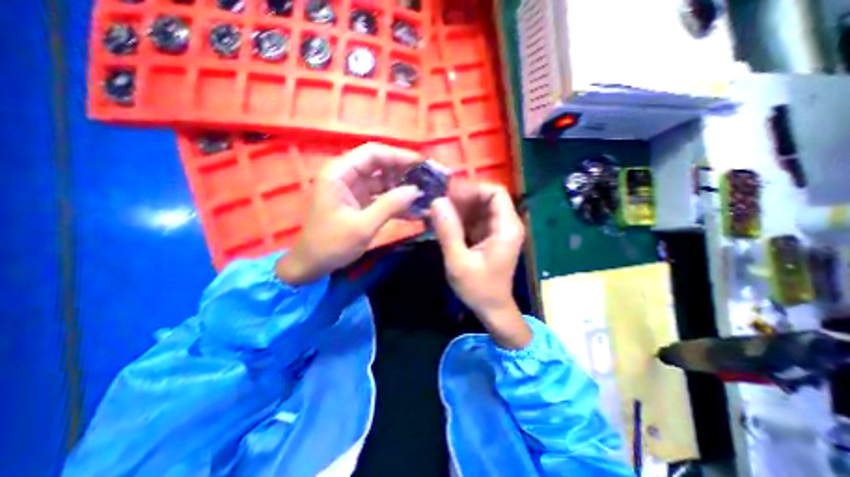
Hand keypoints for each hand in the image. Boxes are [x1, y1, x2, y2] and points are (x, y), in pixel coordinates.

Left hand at [278, 141, 422, 283]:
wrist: (313, 265)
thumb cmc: (331, 244)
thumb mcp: (362, 226)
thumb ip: (390, 206)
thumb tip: (416, 190)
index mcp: (339, 173)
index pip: (373, 153)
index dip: (399, 156)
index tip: (422, 164)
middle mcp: (346, 176)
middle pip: (380, 165)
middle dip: (404, 172)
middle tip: (427, 180)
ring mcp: (353, 190)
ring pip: (383, 181)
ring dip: (403, 188)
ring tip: (425, 195)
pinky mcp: (360, 203)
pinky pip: (381, 197)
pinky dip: (396, 203)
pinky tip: (415, 210)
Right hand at [432, 181, 528, 347]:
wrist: (491, 309)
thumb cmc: (478, 289)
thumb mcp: (459, 262)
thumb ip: (448, 231)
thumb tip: (437, 201)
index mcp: (506, 227)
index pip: (495, 192)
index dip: (472, 189)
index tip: (448, 197)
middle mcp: (505, 224)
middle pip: (485, 198)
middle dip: (461, 199)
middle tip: (437, 206)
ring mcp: (497, 230)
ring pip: (477, 207)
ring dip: (457, 209)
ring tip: (436, 215)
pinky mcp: (488, 236)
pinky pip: (473, 219)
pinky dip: (458, 219)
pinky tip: (442, 225)